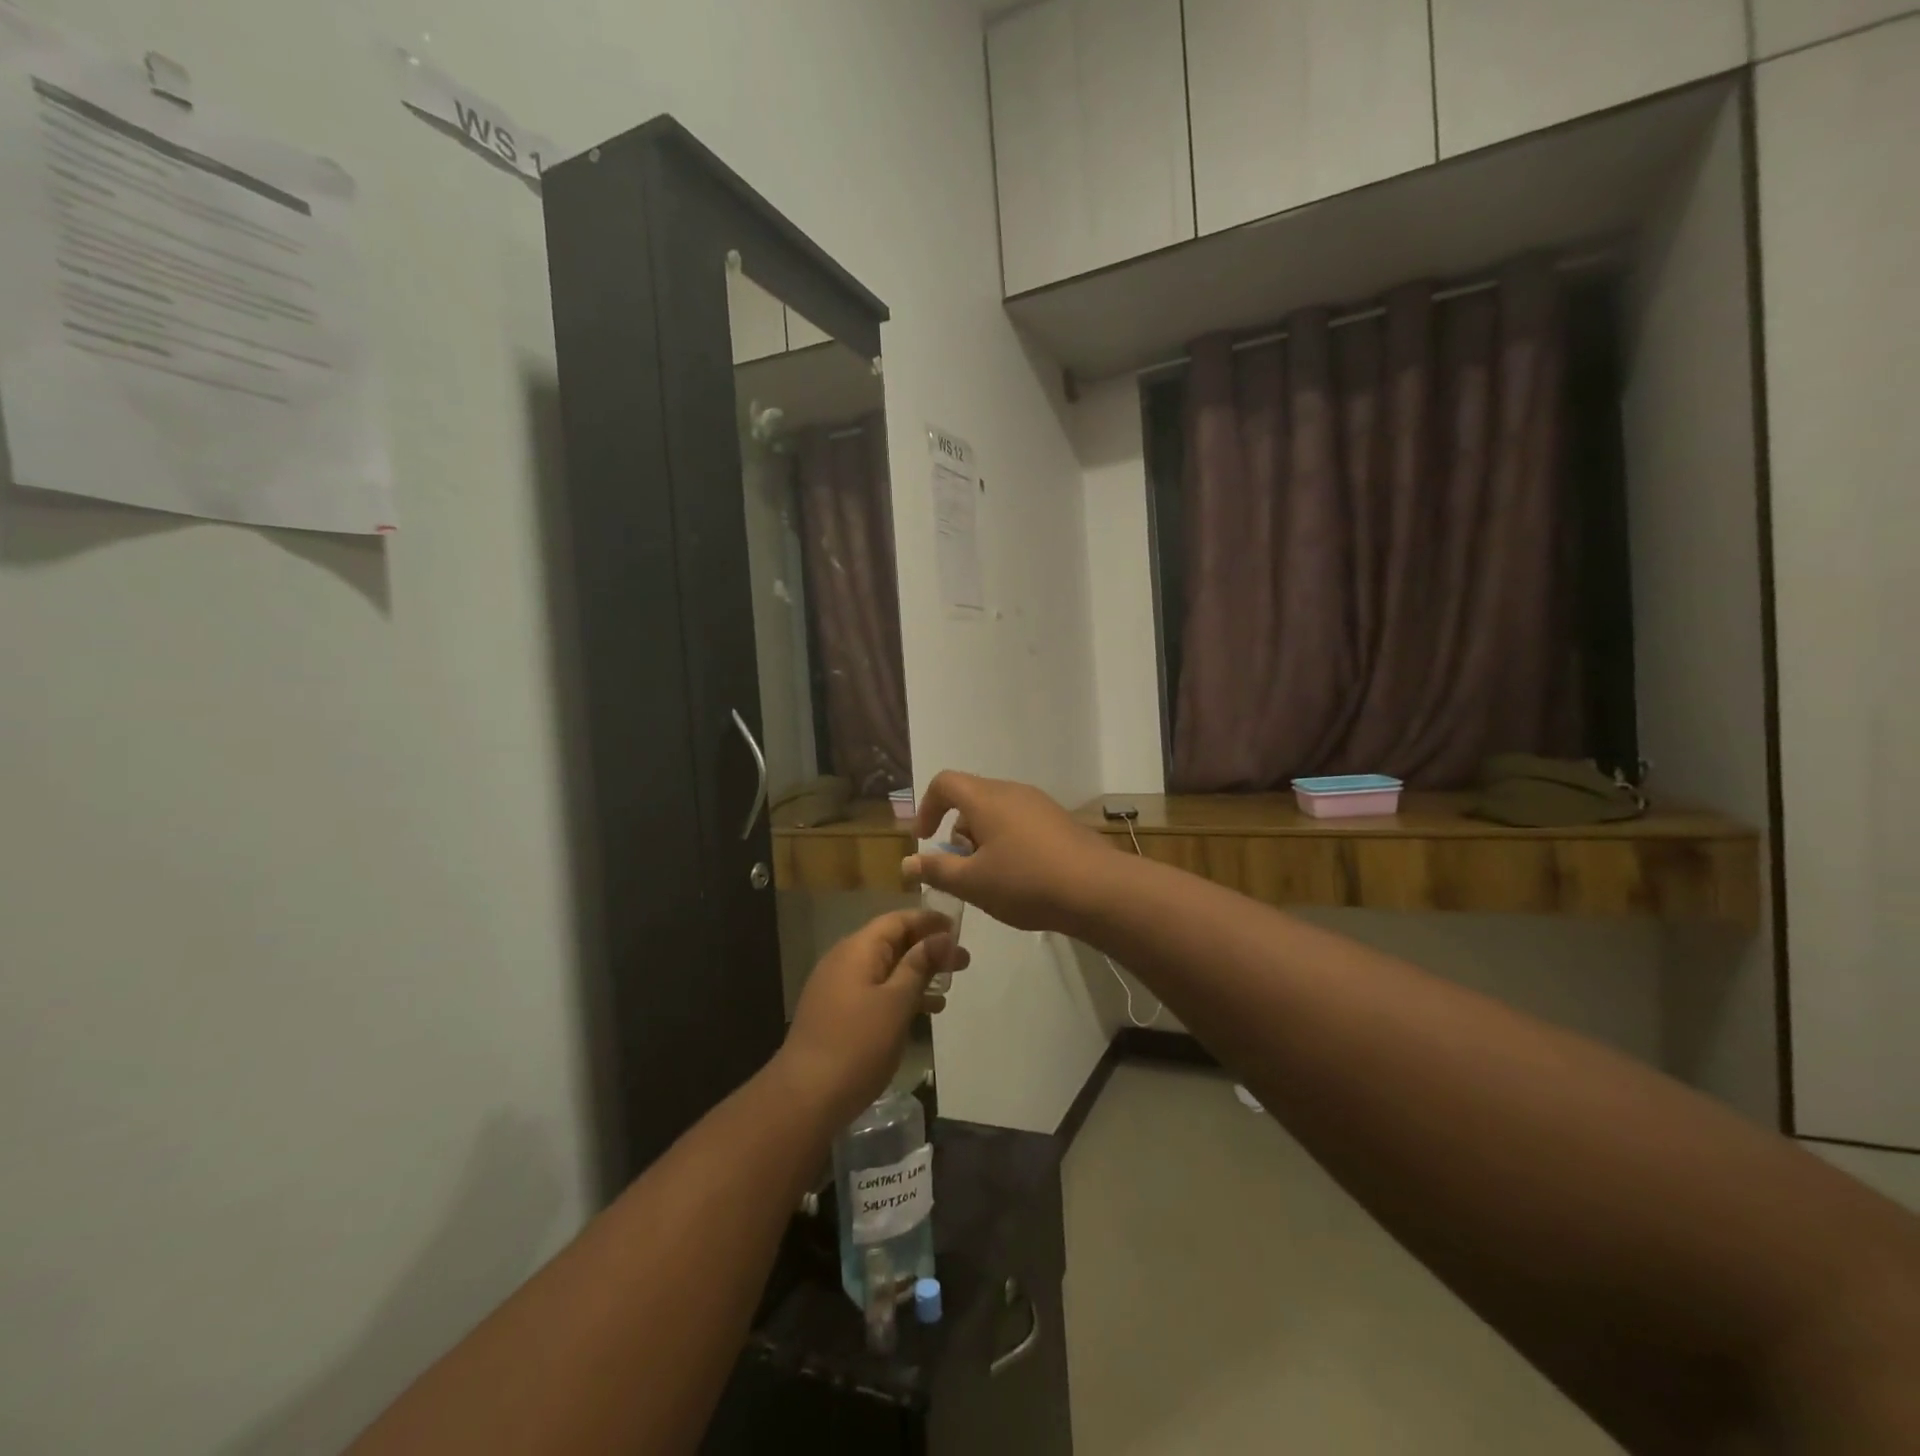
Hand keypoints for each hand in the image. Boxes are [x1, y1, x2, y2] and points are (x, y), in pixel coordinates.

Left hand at [775, 909, 967, 1128]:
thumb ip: (920, 966)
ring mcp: (837, 987)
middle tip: (963, 962)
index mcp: (857, 949)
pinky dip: (900, 994)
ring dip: (917, 973)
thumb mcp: (896, 1002)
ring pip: (885, 968)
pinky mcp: (837, 1013)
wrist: (805, 1098)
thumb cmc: (857, 1045)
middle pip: (891, 942)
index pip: (897, 920)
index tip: (959, 929)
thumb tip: (942, 937)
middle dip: (927, 949)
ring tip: (949, 988)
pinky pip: (875, 990)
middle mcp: (844, 960)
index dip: (928, 921)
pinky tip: (924, 1011)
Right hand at [903, 770, 1116, 934]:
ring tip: (990, 878)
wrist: (1098, 890)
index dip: (927, 807)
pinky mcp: (1060, 821)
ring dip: (983, 839)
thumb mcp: (973, 883)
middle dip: (957, 831)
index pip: (944, 782)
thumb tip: (909, 862)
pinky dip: (1008, 842)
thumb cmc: (1026, 882)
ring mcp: (1040, 804)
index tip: (925, 839)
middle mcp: (1013, 791)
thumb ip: (937, 869)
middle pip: (972, 798)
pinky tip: (1020, 878)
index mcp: (986, 798)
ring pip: (997, 812)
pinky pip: (1021, 822)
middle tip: (960, 868)